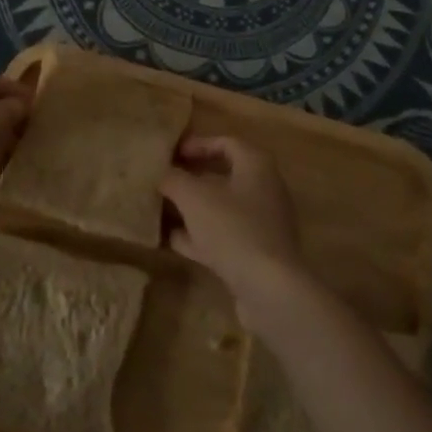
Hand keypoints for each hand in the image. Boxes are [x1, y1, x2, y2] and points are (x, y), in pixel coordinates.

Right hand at [160, 136, 313, 332]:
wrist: (269, 288)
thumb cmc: (232, 228)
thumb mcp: (193, 197)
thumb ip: (174, 179)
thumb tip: (163, 174)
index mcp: (256, 165)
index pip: (227, 143)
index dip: (198, 144)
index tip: (173, 154)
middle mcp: (265, 190)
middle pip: (224, 176)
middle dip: (192, 178)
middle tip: (164, 180)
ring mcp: (263, 224)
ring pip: (222, 209)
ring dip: (193, 209)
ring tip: (162, 210)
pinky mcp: (257, 254)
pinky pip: (224, 236)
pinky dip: (200, 236)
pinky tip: (173, 241)